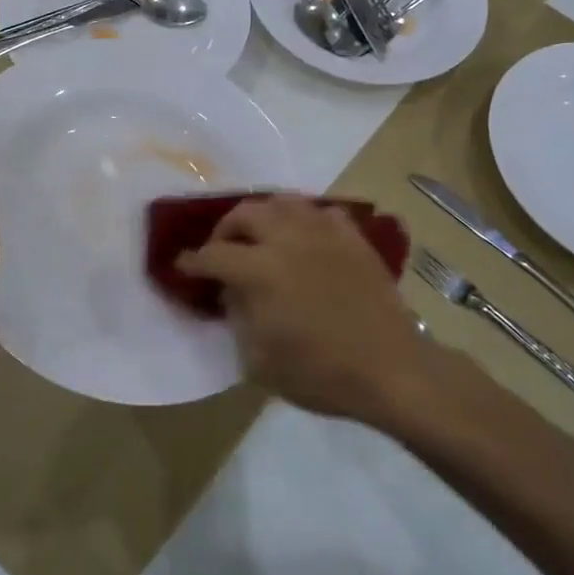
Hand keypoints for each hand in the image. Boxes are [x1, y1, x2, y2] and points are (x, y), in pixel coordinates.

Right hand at [176, 195, 429, 423]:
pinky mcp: (352, 237)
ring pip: (283, 202)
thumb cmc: (320, 373)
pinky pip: (321, 212)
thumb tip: (232, 291)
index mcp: (260, 270)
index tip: (184, 266)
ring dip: (264, 216)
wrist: (390, 368)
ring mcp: (324, 233)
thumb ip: (238, 316)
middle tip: (223, 249)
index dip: (193, 262)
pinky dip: (305, 220)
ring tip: (262, 236)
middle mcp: (288, 239)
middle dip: (225, 229)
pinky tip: (305, 239)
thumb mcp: (259, 360)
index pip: (214, 255)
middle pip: (245, 213)